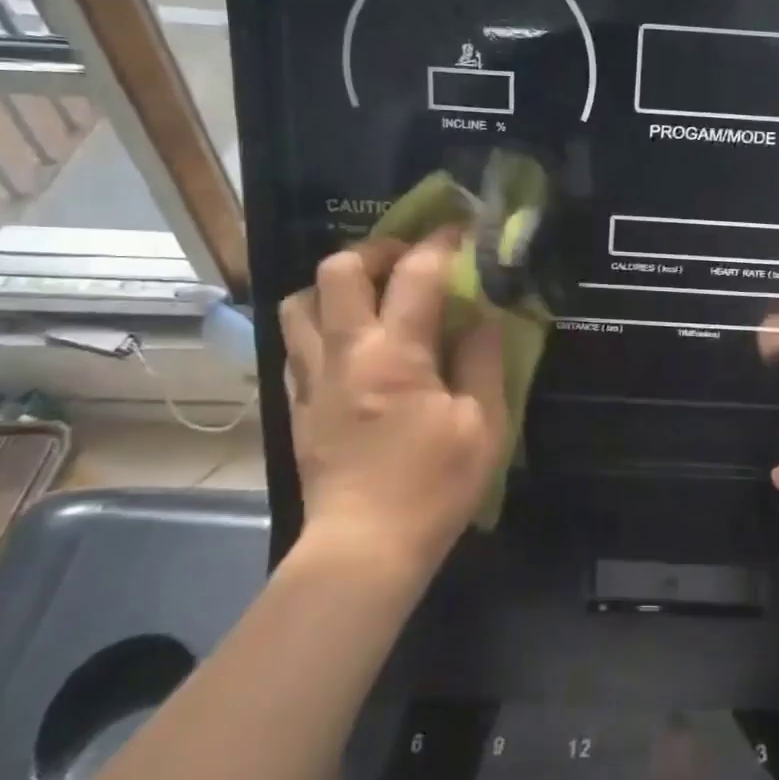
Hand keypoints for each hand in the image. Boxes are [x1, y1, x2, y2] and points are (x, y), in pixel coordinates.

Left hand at [278, 233, 506, 583]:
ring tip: (370, 296)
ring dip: (335, 286)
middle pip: (338, 269)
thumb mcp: (483, 424)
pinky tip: (349, 343)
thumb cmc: (432, 486)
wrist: (363, 550)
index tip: (460, 229)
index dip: (441, 241)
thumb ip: (482, 359)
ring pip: (300, 302)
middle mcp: (345, 352)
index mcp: (396, 353)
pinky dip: (320, 325)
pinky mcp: (297, 404)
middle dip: (375, 250)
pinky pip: (295, 343)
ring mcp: (312, 377)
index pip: (416, 273)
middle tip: (406, 262)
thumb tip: (482, 314)